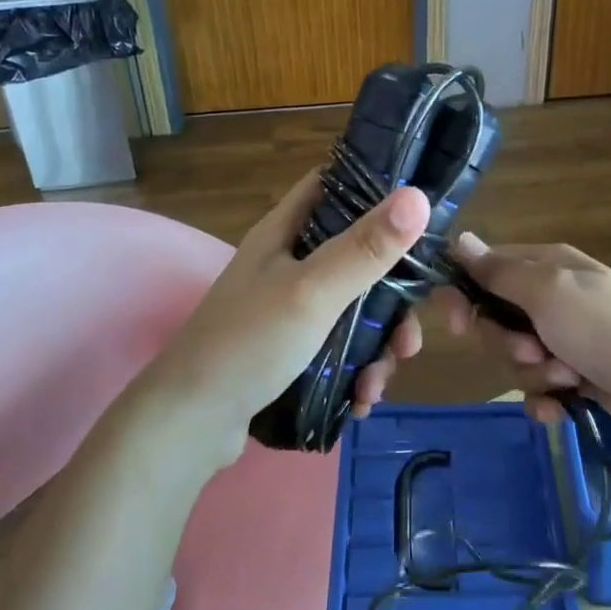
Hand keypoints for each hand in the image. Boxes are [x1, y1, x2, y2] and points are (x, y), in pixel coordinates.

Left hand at [138, 170, 430, 463]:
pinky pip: (338, 347)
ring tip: (379, 383)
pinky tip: (360, 400)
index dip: (376, 187)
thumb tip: (419, 196)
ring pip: (354, 308)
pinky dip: (356, 370)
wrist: (188, 424)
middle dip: (393, 296)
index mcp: (286, 231)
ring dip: (378, 345)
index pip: (334, 185)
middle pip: (358, 256)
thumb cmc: (249, 343)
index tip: (421, 210)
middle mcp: (288, 262)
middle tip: (409, 336)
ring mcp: (288, 307)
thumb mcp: (313, 291)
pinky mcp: (290, 349)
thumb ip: (366, 247)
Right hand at [438, 234, 610, 456]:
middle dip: (507, 344)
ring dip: (533, 374)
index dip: (463, 296)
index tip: (458, 324)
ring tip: (567, 379)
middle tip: (535, 351)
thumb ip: (499, 271)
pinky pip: (537, 389)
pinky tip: (562, 408)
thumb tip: (459, 239)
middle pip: (494, 321)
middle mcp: (551, 297)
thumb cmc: (608, 330)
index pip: (482, 270)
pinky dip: (546, 400)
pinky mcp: (576, 377)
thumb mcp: (549, 291)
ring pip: (514, 358)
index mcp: (545, 265)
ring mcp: (565, 339)